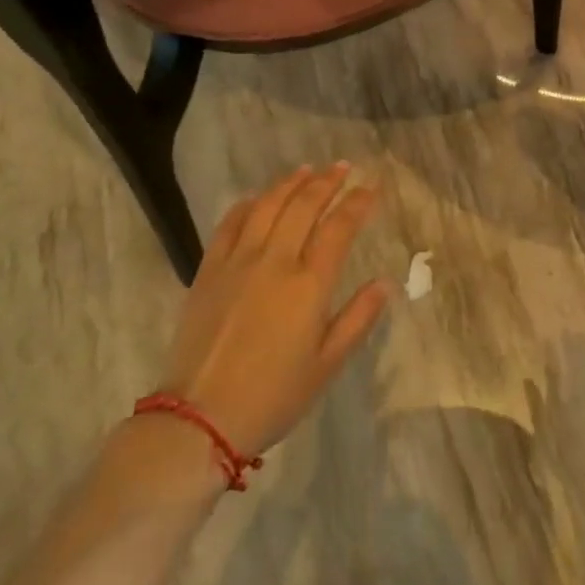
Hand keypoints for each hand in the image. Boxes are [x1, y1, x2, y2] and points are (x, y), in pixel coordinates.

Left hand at [154, 164, 391, 456]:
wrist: (199, 417)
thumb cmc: (273, 396)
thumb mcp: (326, 365)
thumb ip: (358, 319)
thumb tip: (385, 283)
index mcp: (309, 285)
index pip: (339, 228)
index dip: (358, 203)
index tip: (372, 187)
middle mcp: (275, 261)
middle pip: (304, 206)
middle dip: (327, 181)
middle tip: (342, 167)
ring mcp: (238, 261)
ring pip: (267, 206)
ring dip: (290, 183)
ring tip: (306, 169)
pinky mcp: (208, 270)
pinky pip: (229, 224)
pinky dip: (247, 204)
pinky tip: (257, 197)